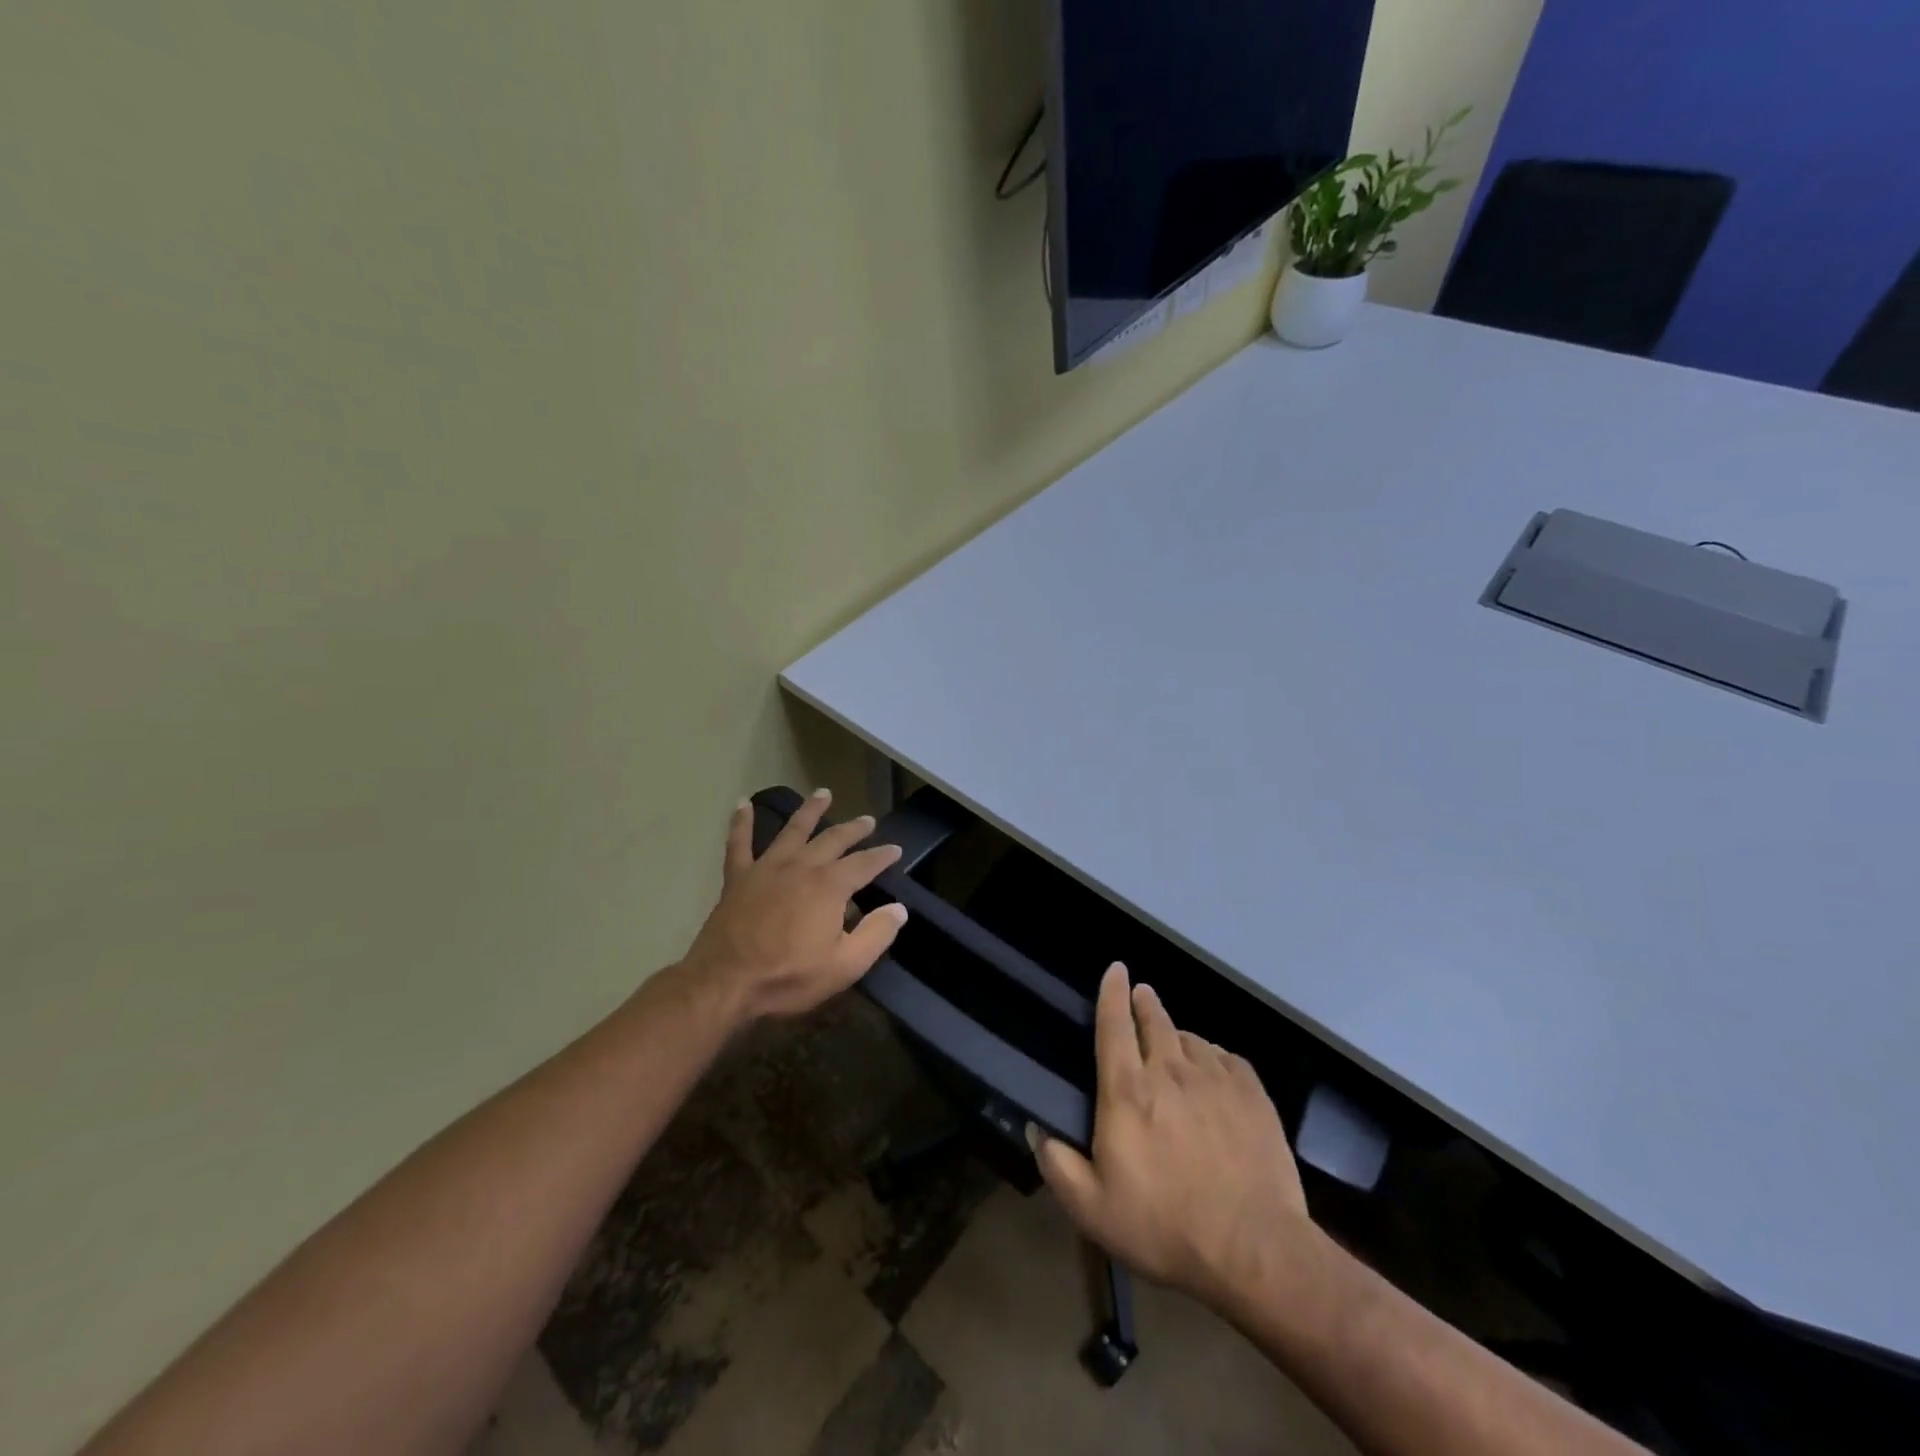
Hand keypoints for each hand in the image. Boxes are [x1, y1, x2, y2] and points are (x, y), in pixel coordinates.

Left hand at [679, 788, 908, 1019]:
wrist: (725, 983)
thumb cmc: (789, 977)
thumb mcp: (845, 965)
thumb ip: (876, 934)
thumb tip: (899, 909)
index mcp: (830, 887)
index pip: (865, 864)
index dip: (882, 856)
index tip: (896, 849)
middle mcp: (801, 867)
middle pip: (833, 839)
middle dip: (853, 829)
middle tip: (868, 820)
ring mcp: (767, 868)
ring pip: (793, 830)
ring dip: (810, 810)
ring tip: (823, 794)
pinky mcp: (738, 878)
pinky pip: (739, 843)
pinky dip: (741, 822)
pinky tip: (742, 803)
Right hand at [1029, 964, 1315, 1310]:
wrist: (1253, 1250)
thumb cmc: (1164, 1228)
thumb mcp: (1093, 1209)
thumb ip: (1057, 1165)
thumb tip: (1035, 1128)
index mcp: (1127, 1091)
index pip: (1114, 1025)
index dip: (1111, 992)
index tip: (1115, 968)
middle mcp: (1170, 1071)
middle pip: (1155, 1020)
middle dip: (1145, 1002)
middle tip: (1142, 995)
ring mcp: (1215, 1080)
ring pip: (1192, 1038)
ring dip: (1178, 1035)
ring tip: (1176, 1042)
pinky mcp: (1252, 1095)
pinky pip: (1228, 1058)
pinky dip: (1215, 1056)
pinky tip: (1215, 1069)